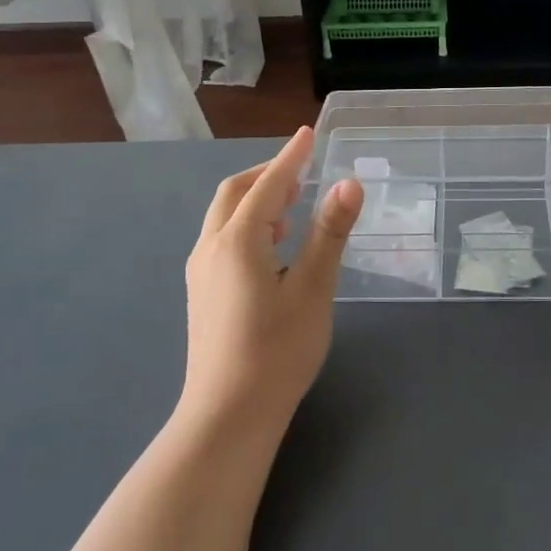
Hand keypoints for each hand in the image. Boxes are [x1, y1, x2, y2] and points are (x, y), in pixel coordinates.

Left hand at [182, 128, 363, 430]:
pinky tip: (271, 249)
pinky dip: (246, 225)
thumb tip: (349, 183)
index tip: (308, 134)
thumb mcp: (313, 289)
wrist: (227, 417)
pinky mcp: (202, 294)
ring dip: (256, 201)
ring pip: (224, 217)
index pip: (268, 184)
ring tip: (291, 208)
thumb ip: (329, 233)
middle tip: (302, 172)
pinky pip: (222, 239)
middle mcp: (211, 248)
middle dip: (267, 175)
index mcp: (237, 241)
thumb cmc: (277, 351)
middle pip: (235, 193)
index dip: (291, 157)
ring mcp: (201, 273)